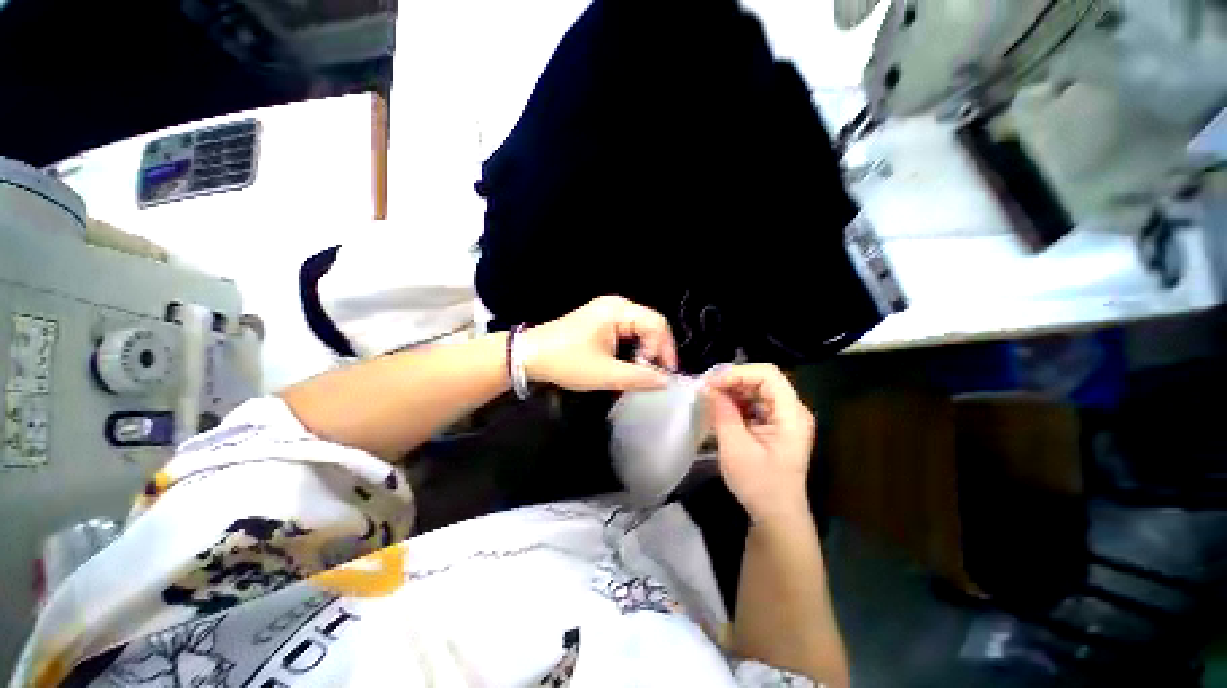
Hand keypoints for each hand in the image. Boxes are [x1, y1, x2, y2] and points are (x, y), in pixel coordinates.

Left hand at [522, 296, 678, 391]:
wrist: (529, 355)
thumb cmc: (567, 361)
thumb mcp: (605, 373)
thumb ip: (639, 377)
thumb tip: (666, 382)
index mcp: (618, 310)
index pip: (657, 324)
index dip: (666, 349)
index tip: (666, 375)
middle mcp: (616, 305)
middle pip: (650, 325)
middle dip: (655, 350)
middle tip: (654, 375)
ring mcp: (607, 311)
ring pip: (639, 329)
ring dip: (644, 351)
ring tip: (642, 372)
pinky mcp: (600, 320)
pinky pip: (627, 331)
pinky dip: (632, 348)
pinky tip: (629, 363)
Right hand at [705, 364, 814, 524]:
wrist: (776, 516)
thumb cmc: (759, 485)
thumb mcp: (736, 448)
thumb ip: (723, 413)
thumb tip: (708, 388)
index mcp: (791, 414)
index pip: (768, 375)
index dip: (738, 373)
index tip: (712, 384)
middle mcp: (792, 410)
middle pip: (762, 379)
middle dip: (732, 380)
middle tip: (706, 389)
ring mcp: (784, 417)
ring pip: (756, 389)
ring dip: (732, 390)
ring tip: (709, 397)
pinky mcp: (775, 425)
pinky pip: (754, 403)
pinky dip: (736, 402)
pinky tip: (720, 408)